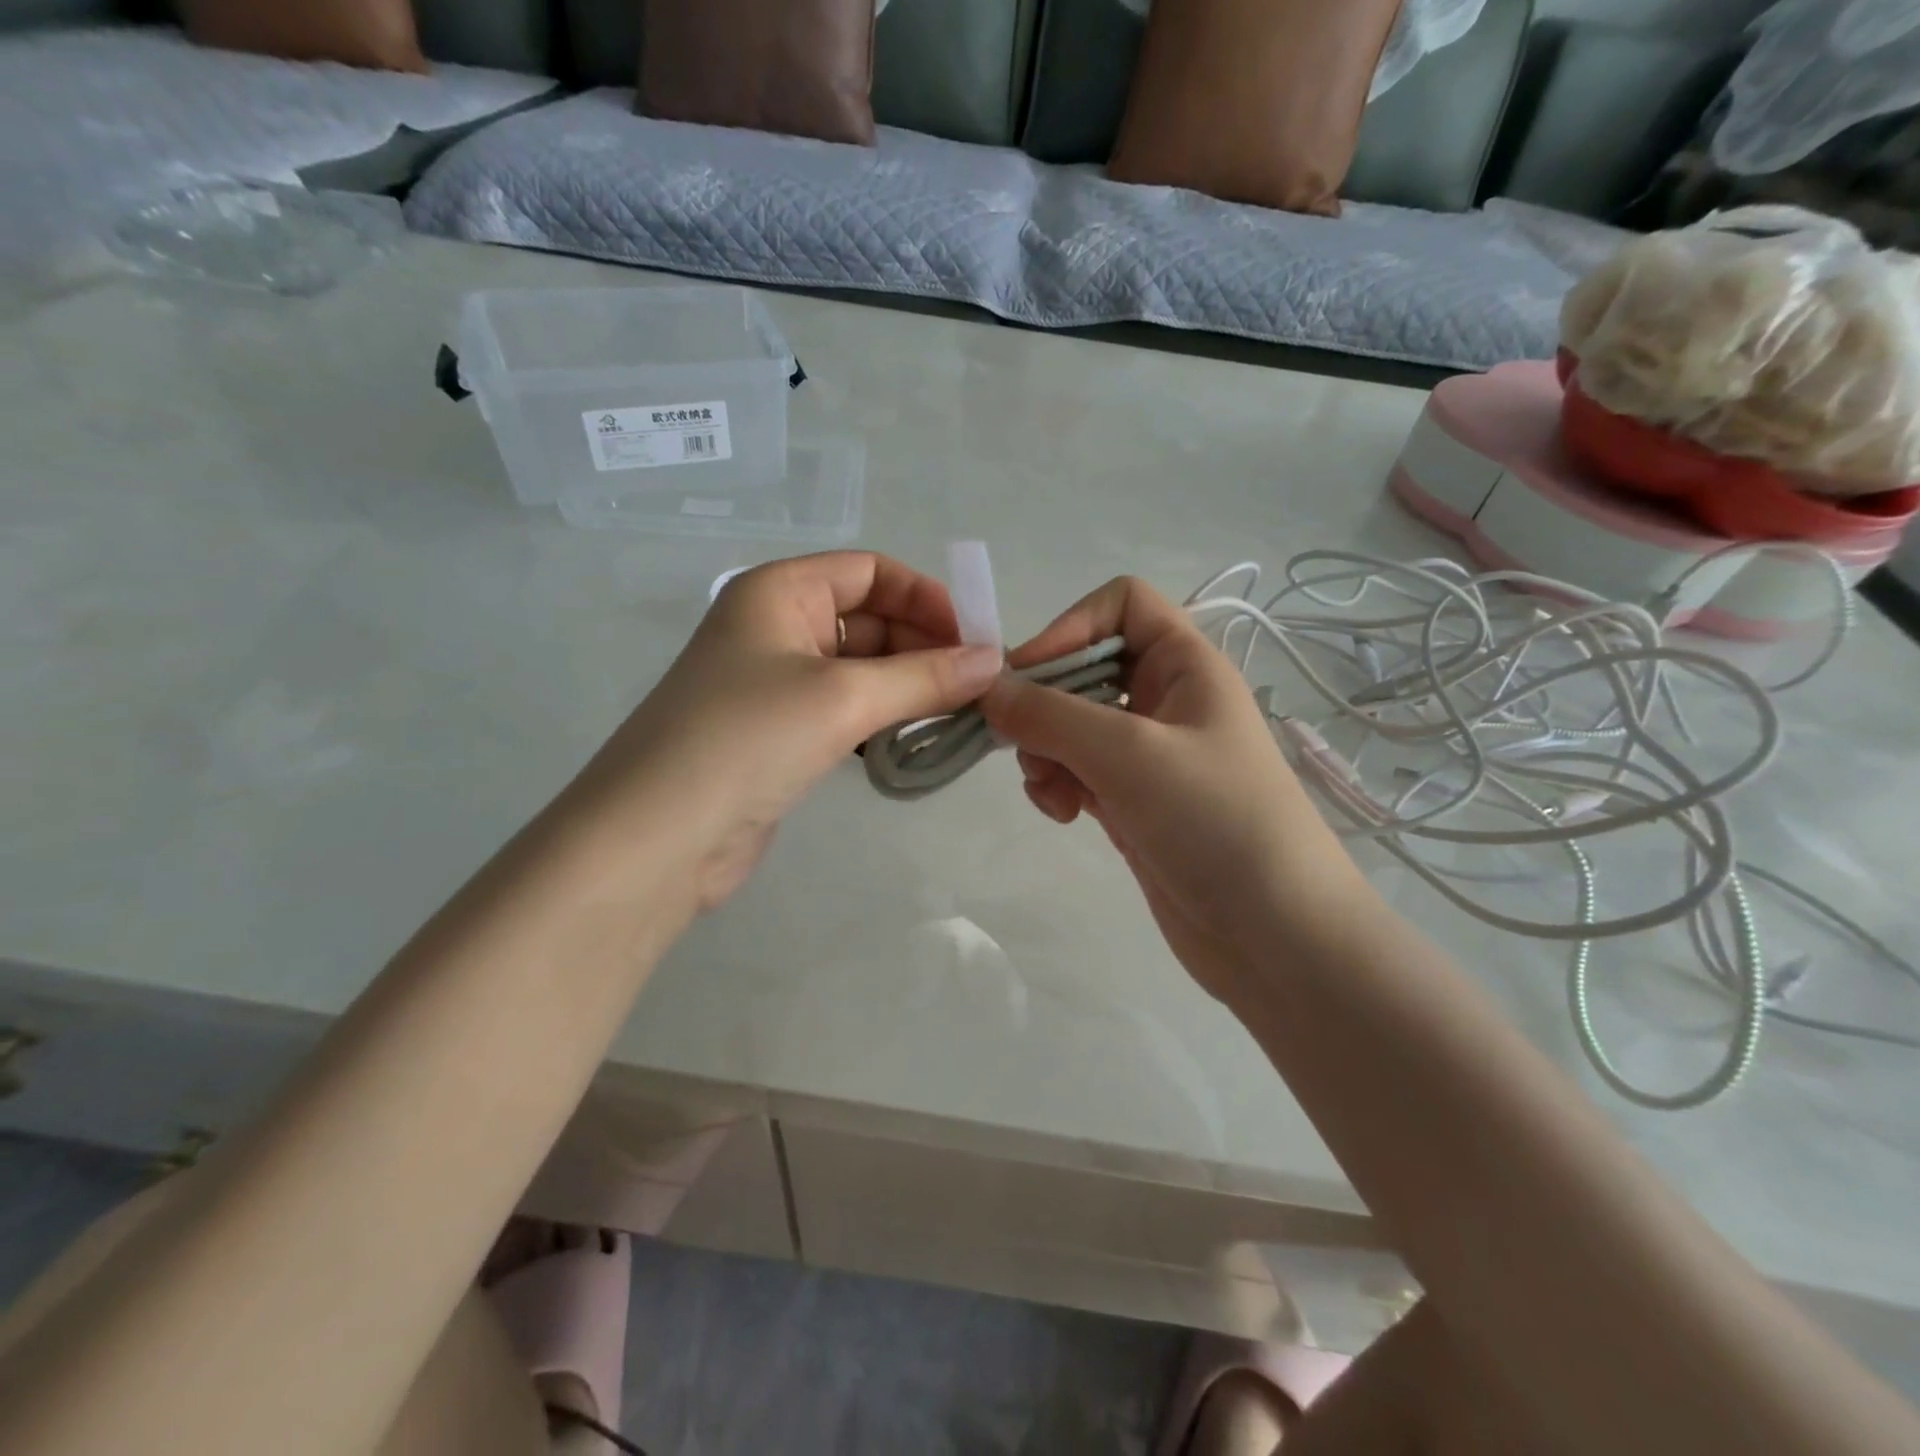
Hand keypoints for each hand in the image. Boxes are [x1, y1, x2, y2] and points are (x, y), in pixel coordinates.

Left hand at [584, 553, 1001, 908]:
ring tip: (960, 715)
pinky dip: (883, 719)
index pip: (870, 571)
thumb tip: (992, 660)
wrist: (659, 838)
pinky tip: (915, 740)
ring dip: (909, 687)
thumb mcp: (843, 698)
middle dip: (925, 647)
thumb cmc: (748, 740)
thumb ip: (924, 677)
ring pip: (862, 669)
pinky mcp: (780, 734)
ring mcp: (776, 683)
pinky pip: (846, 710)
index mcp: (779, 591)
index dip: (926, 597)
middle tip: (979, 687)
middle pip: (870, 619)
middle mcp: (776, 627)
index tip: (974, 641)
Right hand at [980, 577, 1370, 1003]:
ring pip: (1072, 724)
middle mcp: (1167, 699)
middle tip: (1022, 744)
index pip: (1122, 604)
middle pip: (1085, 668)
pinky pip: (1077, 771)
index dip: (1071, 626)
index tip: (1029, 676)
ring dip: (1045, 750)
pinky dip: (1059, 785)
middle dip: (1045, 703)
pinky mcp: (1134, 801)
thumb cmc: (1215, 820)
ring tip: (1049, 791)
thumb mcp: (1128, 754)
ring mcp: (1149, 754)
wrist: (1275, 934)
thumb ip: (1050, 715)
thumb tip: (988, 691)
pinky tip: (1063, 815)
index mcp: (1186, 664)